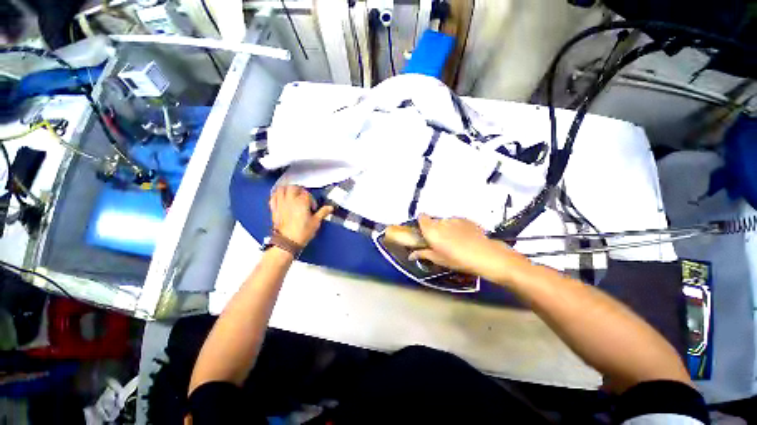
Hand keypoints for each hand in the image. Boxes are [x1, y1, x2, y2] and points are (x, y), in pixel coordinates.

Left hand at [269, 186, 332, 246]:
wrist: (287, 242)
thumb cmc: (302, 232)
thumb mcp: (316, 222)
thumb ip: (323, 212)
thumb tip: (330, 208)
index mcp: (302, 202)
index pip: (307, 194)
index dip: (312, 199)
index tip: (313, 208)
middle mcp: (290, 200)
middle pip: (294, 188)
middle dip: (300, 190)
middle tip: (304, 197)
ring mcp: (281, 203)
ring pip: (282, 189)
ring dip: (288, 190)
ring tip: (293, 194)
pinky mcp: (274, 209)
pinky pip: (273, 197)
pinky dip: (277, 195)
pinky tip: (282, 198)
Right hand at [409, 214, 525, 279]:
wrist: (485, 255)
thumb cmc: (458, 260)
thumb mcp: (439, 259)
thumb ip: (423, 253)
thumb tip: (411, 255)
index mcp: (431, 230)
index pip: (421, 217)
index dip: (422, 223)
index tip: (424, 232)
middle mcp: (441, 221)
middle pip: (434, 221)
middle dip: (435, 228)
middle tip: (440, 241)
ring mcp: (455, 219)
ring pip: (445, 221)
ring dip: (446, 228)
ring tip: (455, 241)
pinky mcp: (466, 220)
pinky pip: (457, 222)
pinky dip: (457, 228)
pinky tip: (465, 238)